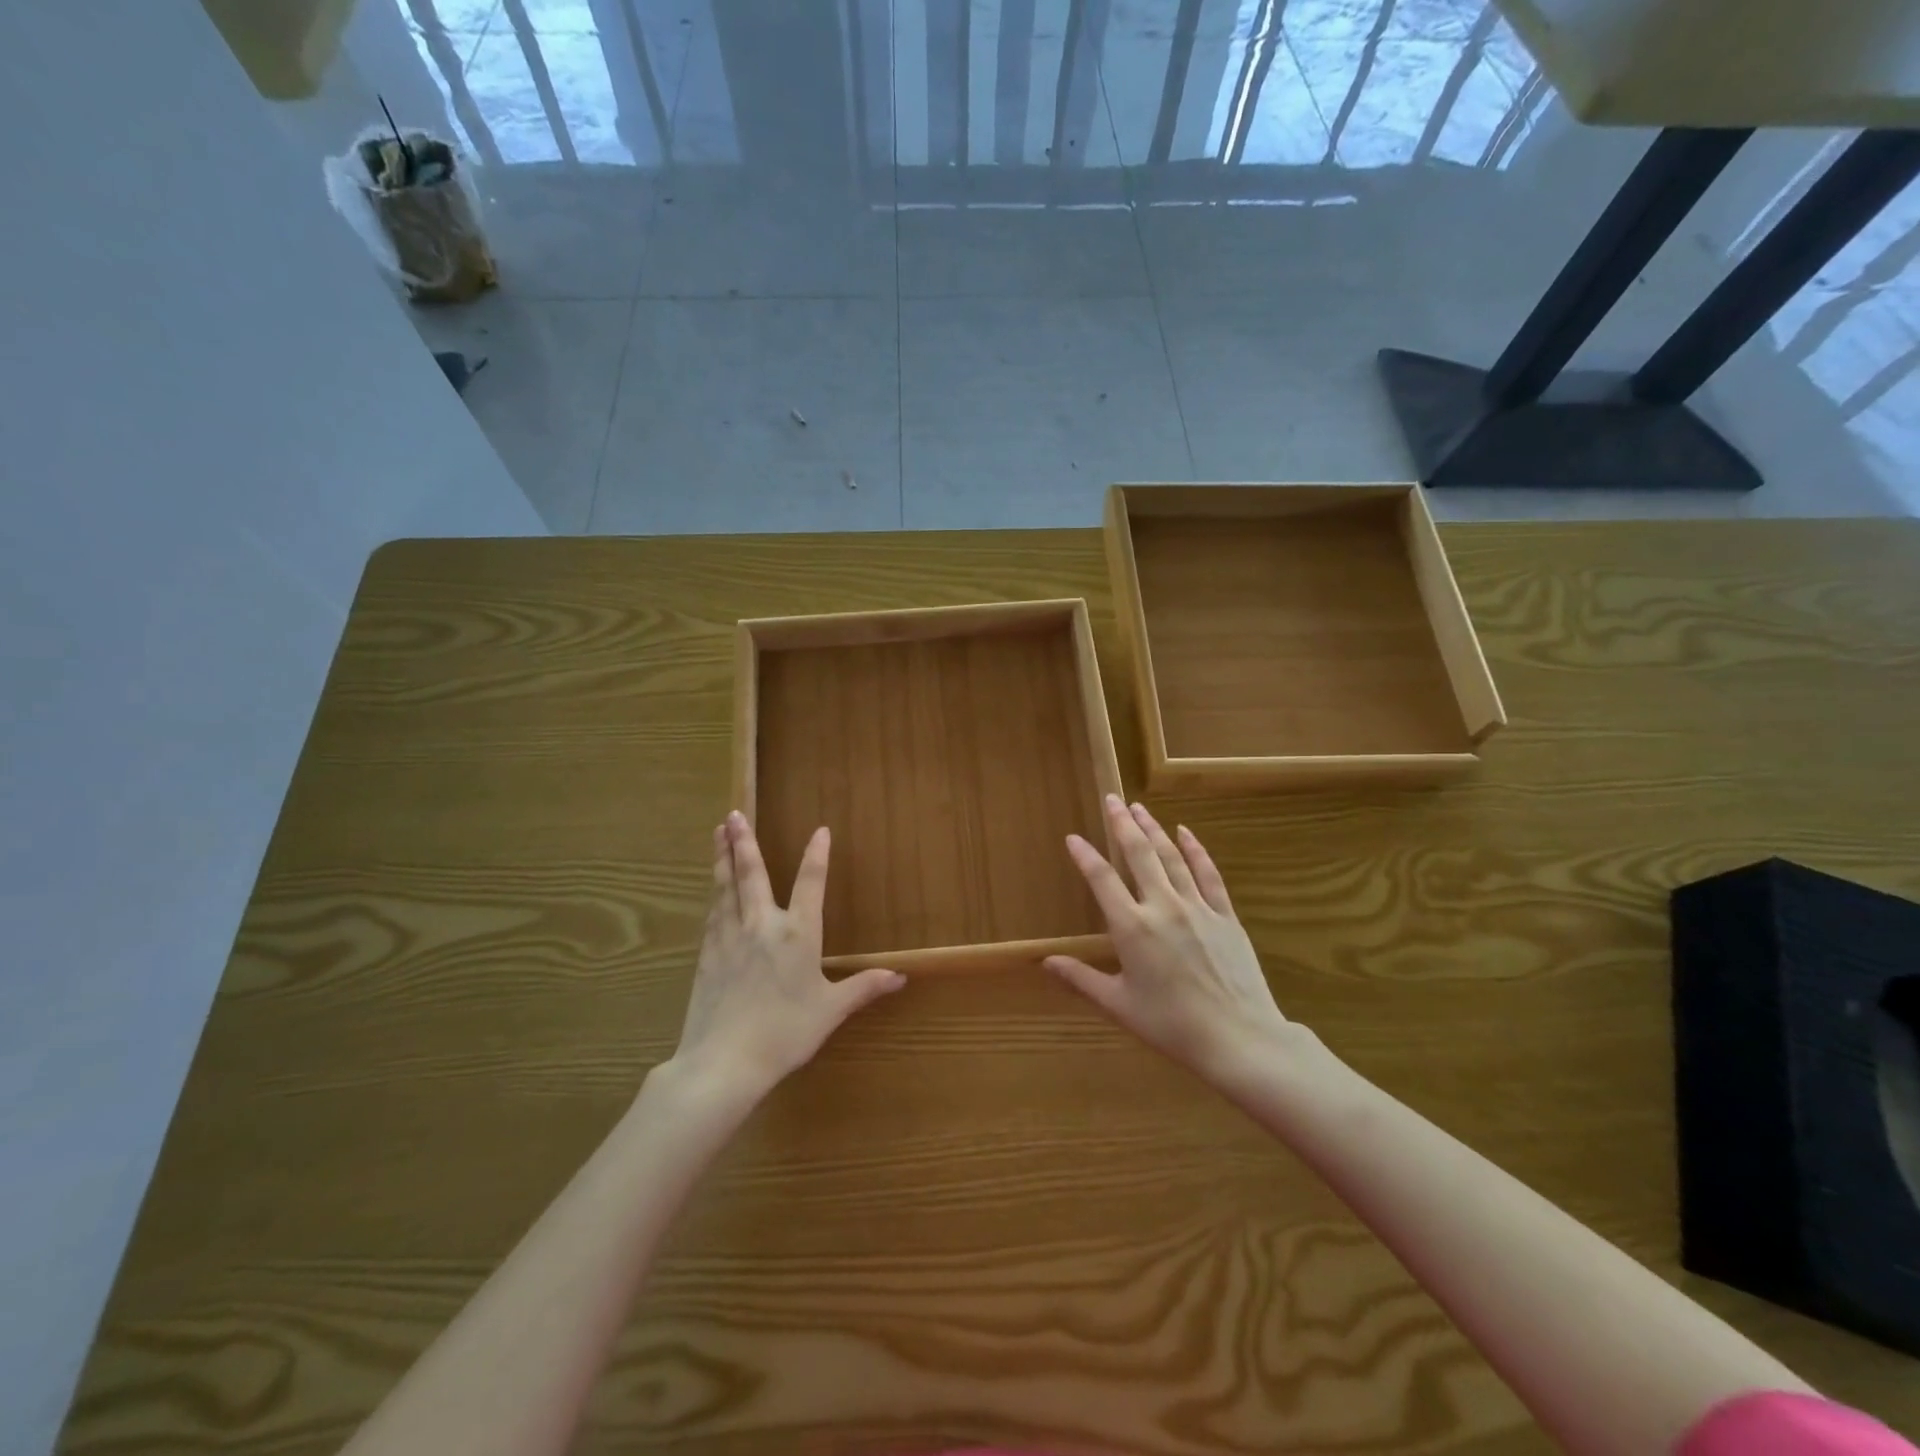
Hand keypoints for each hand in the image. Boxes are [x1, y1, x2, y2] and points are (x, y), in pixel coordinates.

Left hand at [666, 811, 904, 1102]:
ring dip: (722, 857)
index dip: (816, 855)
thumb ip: (863, 988)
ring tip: (718, 832)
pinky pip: (713, 913)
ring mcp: (729, 937)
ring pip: (726, 887)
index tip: (820, 830)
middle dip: (744, 842)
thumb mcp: (830, 1011)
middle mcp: (761, 925)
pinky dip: (714, 892)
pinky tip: (712, 887)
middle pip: (752, 874)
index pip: (810, 883)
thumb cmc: (785, 1034)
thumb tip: (900, 976)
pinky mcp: (707, 954)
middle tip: (733, 814)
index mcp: (797, 934)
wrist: (723, 1062)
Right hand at [1047, 796, 1299, 1088]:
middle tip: (1112, 799)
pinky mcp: (1225, 915)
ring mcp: (1197, 907)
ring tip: (1139, 808)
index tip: (1074, 837)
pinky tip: (1186, 832)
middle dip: (1122, 824)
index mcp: (1132, 928)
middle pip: (1139, 854)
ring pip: (1171, 857)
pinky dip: (1195, 849)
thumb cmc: (1172, 1026)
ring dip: (1153, 829)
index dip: (1085, 856)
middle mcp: (1162, 907)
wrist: (1238, 1038)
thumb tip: (1045, 962)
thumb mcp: (1119, 1005)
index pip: (1102, 880)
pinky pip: (1207, 873)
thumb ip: (1081, 979)